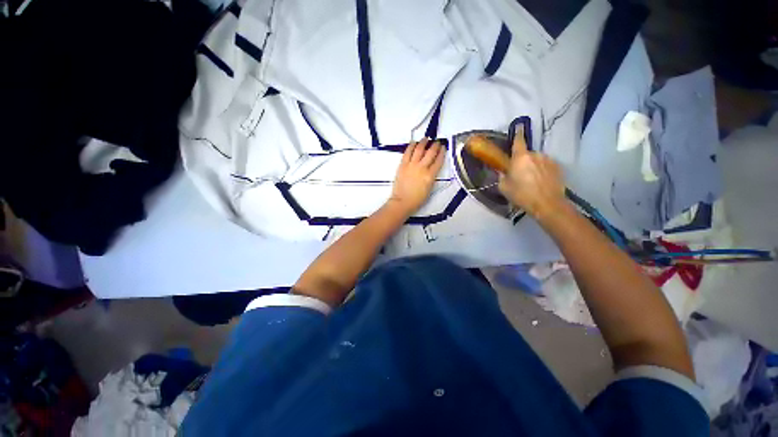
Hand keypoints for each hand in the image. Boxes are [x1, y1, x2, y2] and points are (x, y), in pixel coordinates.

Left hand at [390, 138, 445, 214]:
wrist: (402, 201)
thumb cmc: (416, 199)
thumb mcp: (429, 189)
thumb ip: (431, 177)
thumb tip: (431, 170)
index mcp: (430, 176)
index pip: (438, 161)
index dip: (442, 153)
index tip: (443, 148)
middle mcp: (422, 168)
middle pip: (430, 153)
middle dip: (435, 145)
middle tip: (437, 142)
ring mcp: (411, 165)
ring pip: (419, 149)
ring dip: (423, 142)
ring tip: (426, 138)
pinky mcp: (403, 165)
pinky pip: (407, 152)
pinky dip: (411, 146)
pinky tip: (414, 143)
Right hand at [498, 133, 566, 221]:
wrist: (547, 204)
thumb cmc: (522, 194)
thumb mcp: (504, 187)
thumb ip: (502, 176)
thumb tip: (504, 172)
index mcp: (520, 157)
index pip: (518, 141)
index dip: (517, 134)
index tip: (519, 127)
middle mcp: (535, 155)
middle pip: (527, 154)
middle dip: (523, 161)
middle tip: (520, 174)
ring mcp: (549, 160)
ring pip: (537, 160)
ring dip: (533, 166)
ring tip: (532, 180)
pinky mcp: (558, 168)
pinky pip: (546, 166)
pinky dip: (542, 171)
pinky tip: (541, 182)